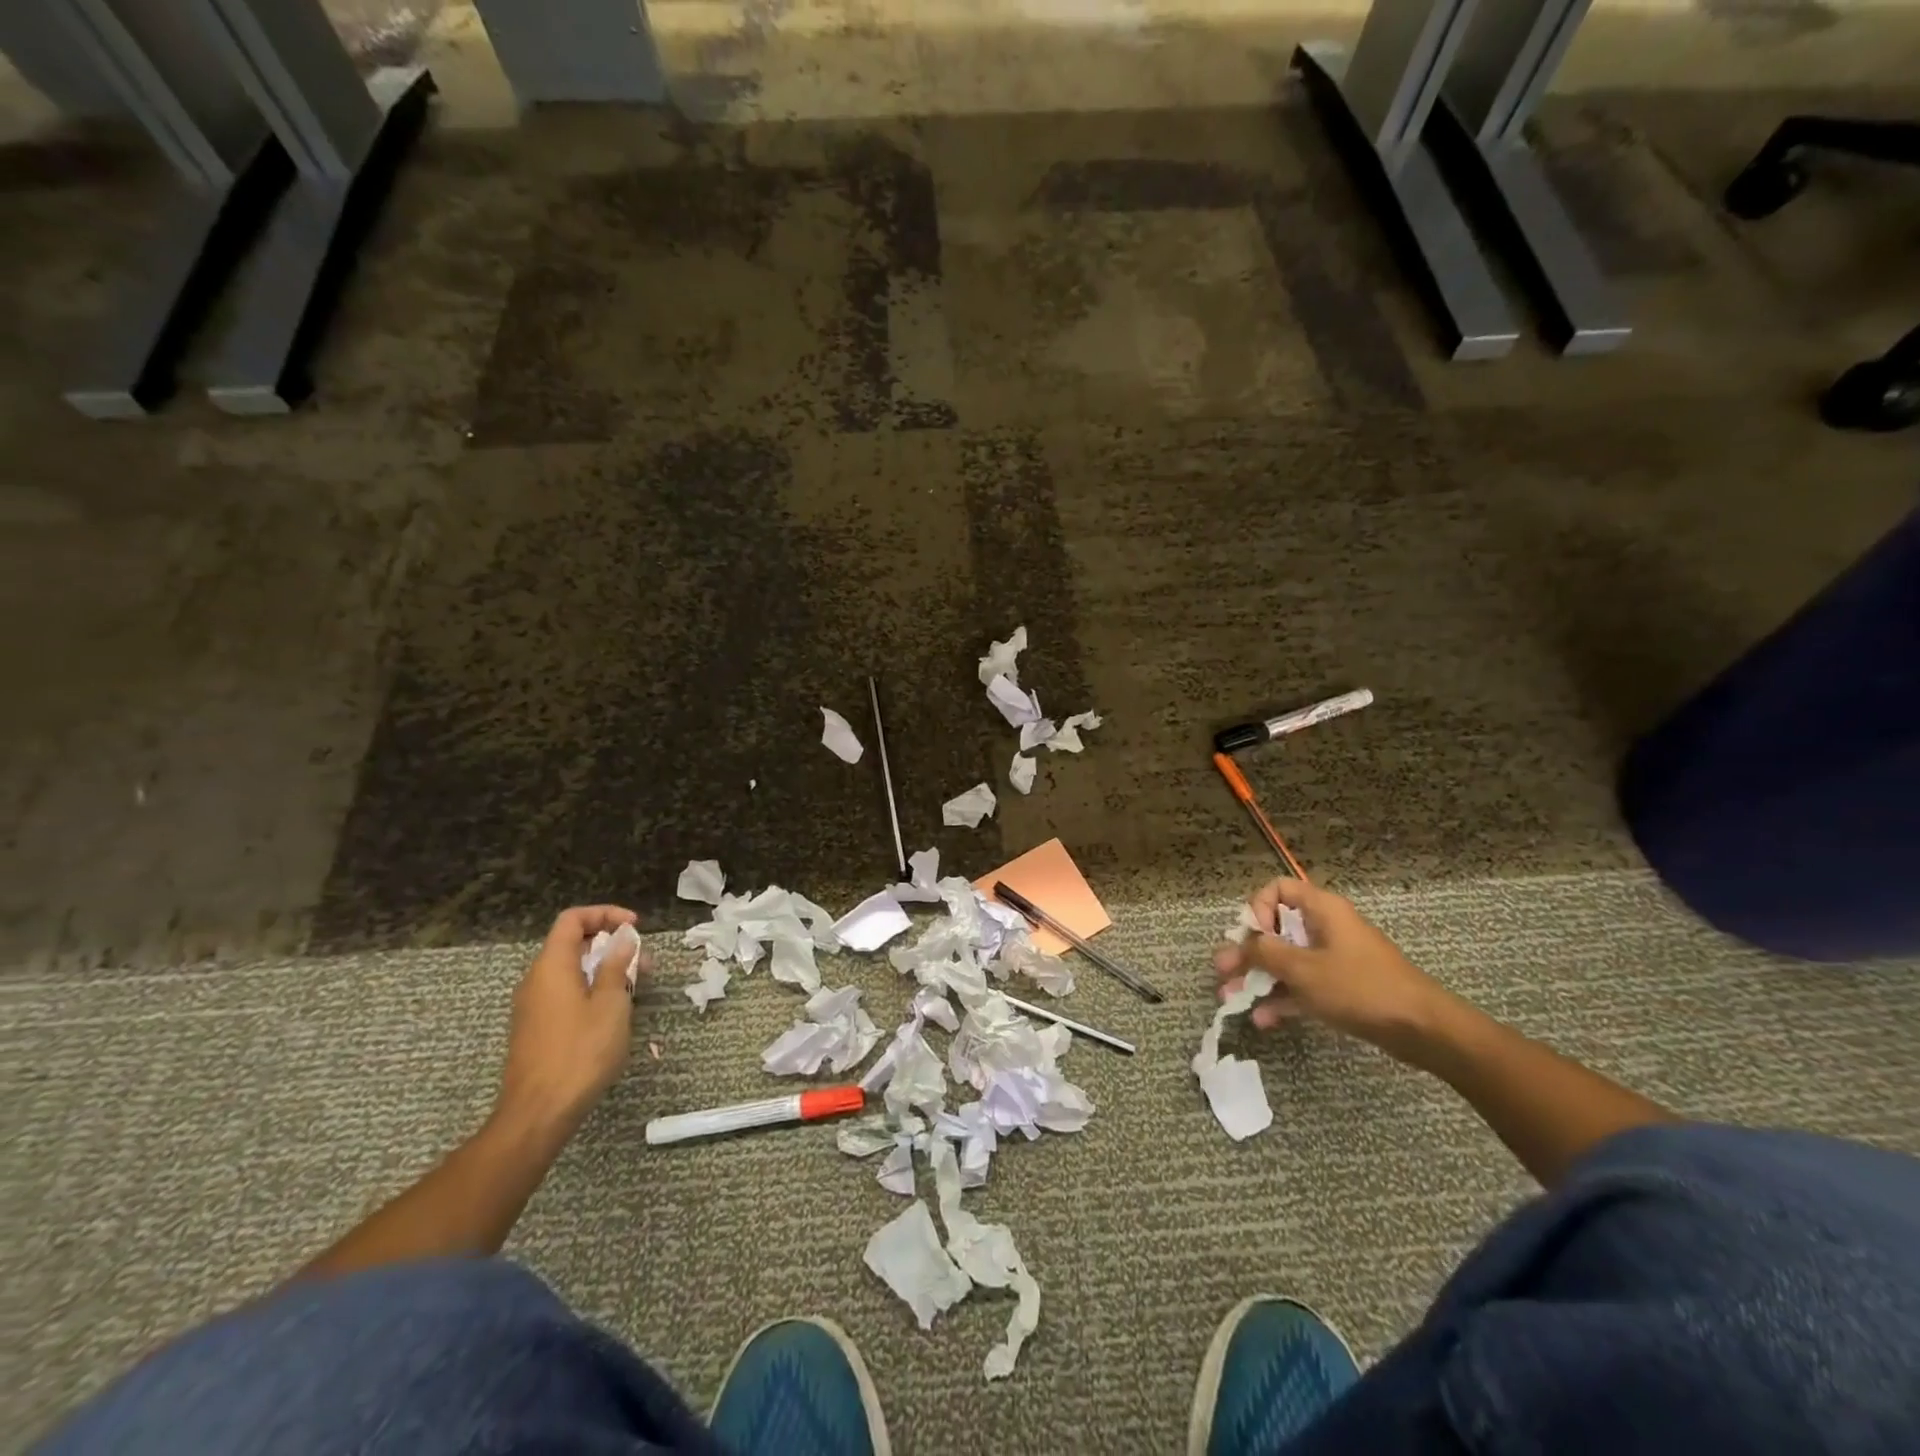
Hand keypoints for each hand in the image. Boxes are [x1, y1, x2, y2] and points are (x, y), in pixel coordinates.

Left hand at [496, 905, 651, 1134]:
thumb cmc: (580, 1051)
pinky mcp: (536, 1029)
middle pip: (572, 944)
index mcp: (551, 966)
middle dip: (610, 944)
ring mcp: (533, 1006)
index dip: (605, 914)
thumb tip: (623, 938)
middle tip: (644, 960)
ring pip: (571, 971)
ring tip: (637, 985)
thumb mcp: (611, 1004)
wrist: (538, 1113)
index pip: (573, 919)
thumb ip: (617, 965)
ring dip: (605, 969)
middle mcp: (536, 980)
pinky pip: (565, 993)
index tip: (635, 927)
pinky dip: (591, 989)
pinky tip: (614, 1010)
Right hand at [1212, 877, 1451, 1054]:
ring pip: (1286, 961)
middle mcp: (1325, 928)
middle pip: (1276, 930)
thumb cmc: (1360, 987)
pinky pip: (1303, 985)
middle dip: (1247, 952)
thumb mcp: (1304, 969)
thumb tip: (1242, 944)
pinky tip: (1262, 1019)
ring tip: (1230, 998)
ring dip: (1258, 978)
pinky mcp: (1341, 988)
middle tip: (1222, 971)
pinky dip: (1282, 998)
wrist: (1422, 1030)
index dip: (1258, 908)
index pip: (1278, 889)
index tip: (1253, 937)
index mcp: (1322, 910)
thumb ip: (1266, 953)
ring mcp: (1333, 959)